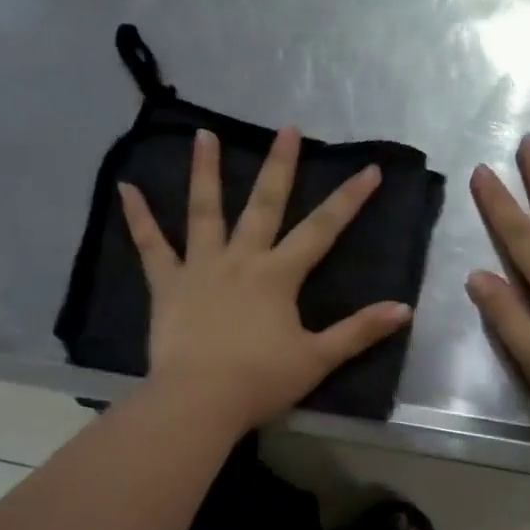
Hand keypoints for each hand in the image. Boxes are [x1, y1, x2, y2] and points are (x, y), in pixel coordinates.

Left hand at [119, 127, 412, 433]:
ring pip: (204, 211)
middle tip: (288, 129)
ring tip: (204, 133)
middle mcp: (241, 259)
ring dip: (205, 171)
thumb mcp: (318, 358)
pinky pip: (151, 246)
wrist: (200, 400)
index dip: (349, 200)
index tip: (369, 169)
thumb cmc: (261, 381)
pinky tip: (125, 188)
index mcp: (279, 276)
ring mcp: (200, 268)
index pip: (322, 230)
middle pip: (264, 205)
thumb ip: (359, 331)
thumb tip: (404, 308)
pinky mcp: (167, 285)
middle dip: (280, 166)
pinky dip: (138, 218)